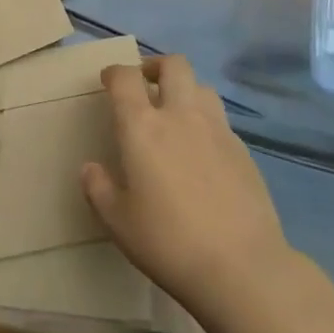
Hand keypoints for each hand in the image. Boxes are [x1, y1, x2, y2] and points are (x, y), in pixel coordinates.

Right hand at [82, 55, 299, 322]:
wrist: (241, 267)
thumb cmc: (168, 241)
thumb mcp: (118, 221)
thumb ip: (98, 188)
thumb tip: (90, 168)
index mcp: (142, 127)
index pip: (125, 78)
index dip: (114, 73)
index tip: (108, 82)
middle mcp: (180, 116)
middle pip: (173, 65)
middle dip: (155, 66)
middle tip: (145, 85)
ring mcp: (217, 130)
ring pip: (202, 87)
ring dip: (185, 91)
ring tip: (176, 114)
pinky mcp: (243, 151)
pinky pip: (220, 120)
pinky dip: (206, 123)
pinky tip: (202, 152)